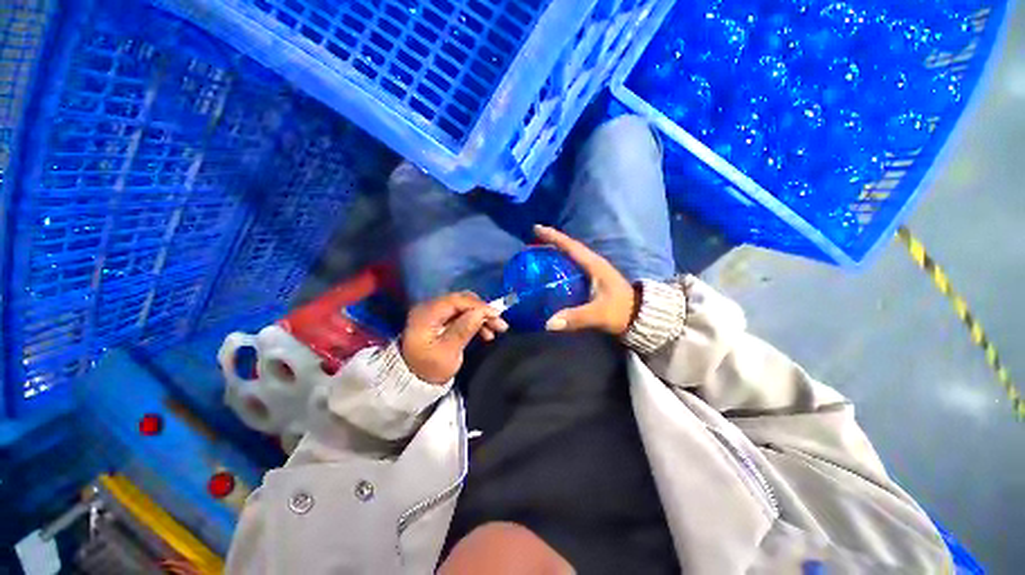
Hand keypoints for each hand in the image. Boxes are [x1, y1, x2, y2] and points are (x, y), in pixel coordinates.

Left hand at [401, 292, 508, 384]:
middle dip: (483, 311)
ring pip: (464, 308)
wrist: (412, 382)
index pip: (456, 301)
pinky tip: (486, 332)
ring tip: (496, 330)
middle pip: (462, 301)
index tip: (497, 315)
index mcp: (427, 314)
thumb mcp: (447, 353)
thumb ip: (463, 330)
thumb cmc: (429, 369)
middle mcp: (430, 308)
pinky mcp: (441, 320)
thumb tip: (480, 313)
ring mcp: (435, 313)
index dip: (478, 306)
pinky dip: (475, 321)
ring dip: (481, 316)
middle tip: (500, 323)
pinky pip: (462, 315)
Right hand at [534, 225, 637, 336]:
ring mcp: (594, 271)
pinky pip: (573, 267)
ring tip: (537, 254)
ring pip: (571, 257)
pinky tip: (551, 272)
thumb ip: (575, 318)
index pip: (571, 246)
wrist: (640, 316)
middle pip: (569, 248)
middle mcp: (593, 263)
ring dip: (555, 252)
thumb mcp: (599, 314)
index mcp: (594, 265)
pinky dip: (561, 265)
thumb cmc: (621, 311)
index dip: (553, 236)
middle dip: (551, 242)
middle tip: (531, 243)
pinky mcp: (593, 280)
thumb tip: (548, 323)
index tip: (536, 228)